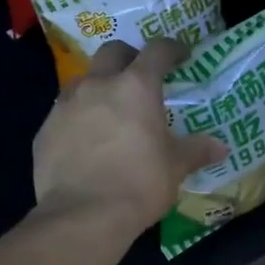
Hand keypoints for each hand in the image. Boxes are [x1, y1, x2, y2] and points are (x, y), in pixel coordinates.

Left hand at [33, 40, 229, 240]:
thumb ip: (196, 151)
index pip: (157, 51)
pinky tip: (86, 142)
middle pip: (113, 51)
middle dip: (129, 57)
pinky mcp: (45, 129)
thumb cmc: (138, 184)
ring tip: (110, 111)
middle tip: (140, 77)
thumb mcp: (175, 168)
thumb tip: (220, 147)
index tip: (181, 56)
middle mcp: (98, 85)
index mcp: (136, 87)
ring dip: (99, 86)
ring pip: (83, 80)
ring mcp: (66, 105)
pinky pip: (64, 112)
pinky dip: (78, 117)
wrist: (82, 215)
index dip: (171, 49)